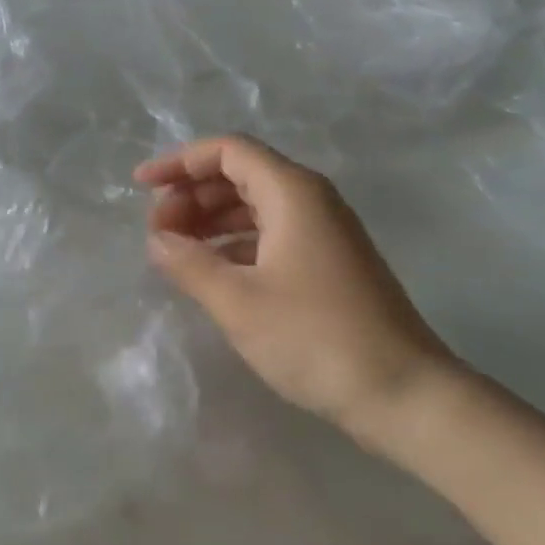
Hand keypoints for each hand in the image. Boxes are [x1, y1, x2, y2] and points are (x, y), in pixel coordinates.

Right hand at [135, 136, 454, 445]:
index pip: (227, 151)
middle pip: (239, 174)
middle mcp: (310, 200)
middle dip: (192, 195)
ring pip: (254, 205)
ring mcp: (323, 231)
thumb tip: (157, 240)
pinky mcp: (328, 262)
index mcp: (292, 192)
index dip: (179, 162)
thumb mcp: (237, 301)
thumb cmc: (315, 338)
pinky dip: (234, 243)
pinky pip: (271, 233)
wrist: (404, 394)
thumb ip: (189, 263)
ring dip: (210, 220)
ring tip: (175, 250)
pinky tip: (211, 271)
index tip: (141, 187)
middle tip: (157, 231)